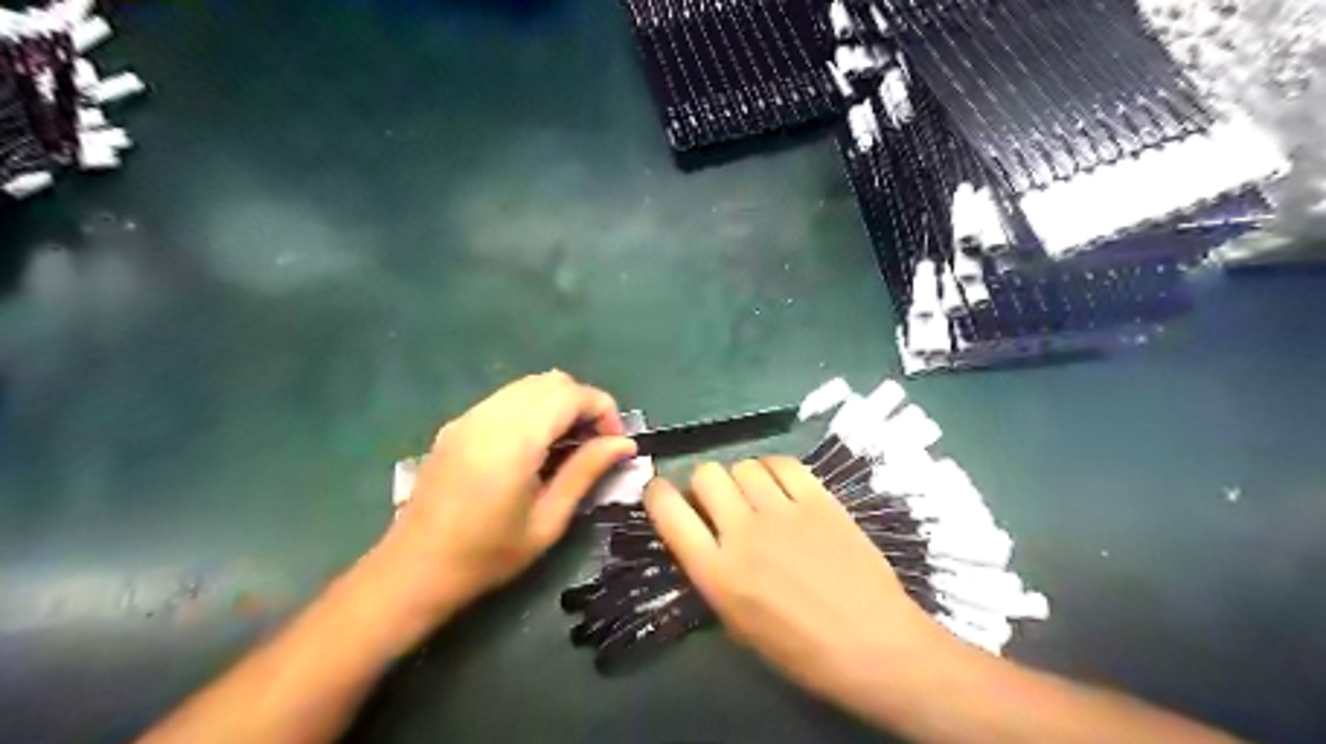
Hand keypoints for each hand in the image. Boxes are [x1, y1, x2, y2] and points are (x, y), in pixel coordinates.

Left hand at [365, 371, 637, 626]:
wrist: (412, 571)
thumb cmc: (487, 556)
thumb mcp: (548, 521)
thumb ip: (586, 472)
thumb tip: (625, 444)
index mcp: (514, 440)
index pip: (572, 394)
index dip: (604, 409)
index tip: (616, 443)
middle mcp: (490, 416)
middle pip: (552, 381)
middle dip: (584, 403)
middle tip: (595, 443)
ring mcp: (469, 416)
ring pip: (529, 385)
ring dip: (558, 404)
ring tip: (567, 445)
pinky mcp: (457, 424)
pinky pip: (507, 398)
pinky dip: (533, 408)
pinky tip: (534, 446)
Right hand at [645, 459, 948, 697]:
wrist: (873, 645)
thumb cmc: (801, 650)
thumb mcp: (737, 623)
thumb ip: (713, 572)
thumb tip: (702, 535)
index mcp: (716, 572)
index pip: (668, 510)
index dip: (658, 494)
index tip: (664, 495)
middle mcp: (743, 532)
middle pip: (706, 474)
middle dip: (704, 484)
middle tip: (720, 502)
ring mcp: (783, 511)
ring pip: (743, 465)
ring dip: (741, 477)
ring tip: (756, 495)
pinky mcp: (819, 499)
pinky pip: (783, 463)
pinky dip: (773, 469)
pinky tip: (781, 485)